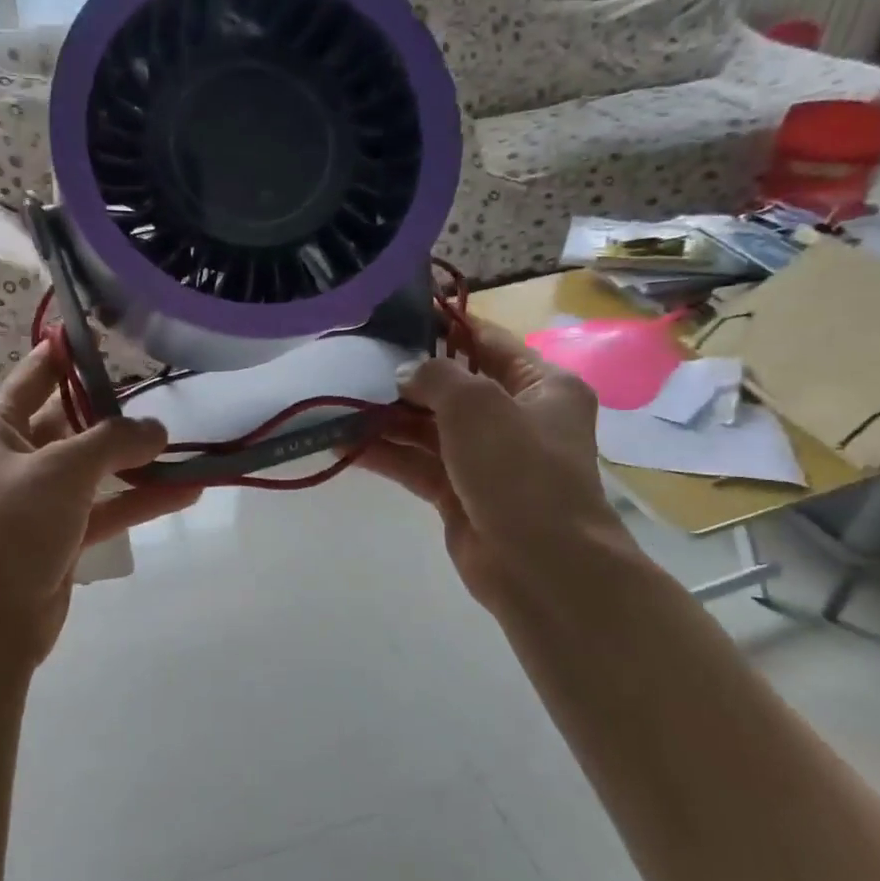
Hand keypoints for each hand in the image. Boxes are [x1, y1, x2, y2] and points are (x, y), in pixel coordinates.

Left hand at [0, 344, 202, 668]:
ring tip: (188, 445)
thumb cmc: (9, 529)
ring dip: (137, 461)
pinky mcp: (59, 537)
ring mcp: (37, 500)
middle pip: (72, 421)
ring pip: (94, 468)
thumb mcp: (61, 471)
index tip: (113, 332)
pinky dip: (139, 500)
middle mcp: (13, 457)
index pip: (38, 374)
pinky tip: (185, 491)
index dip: (72, 352)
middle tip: (170, 394)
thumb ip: (113, 441)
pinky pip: (104, 508)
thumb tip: (157, 429)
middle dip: (117, 412)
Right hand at [360, 319, 632, 613]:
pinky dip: (385, 454)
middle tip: (354, 360)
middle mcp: (515, 417)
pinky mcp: (459, 493)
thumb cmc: (520, 470)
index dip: (444, 325)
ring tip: (339, 402)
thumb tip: (405, 372)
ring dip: (387, 418)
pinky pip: (417, 463)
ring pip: (428, 427)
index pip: (487, 341)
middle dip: (405, 377)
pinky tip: (344, 444)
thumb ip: (436, 376)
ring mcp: (485, 459)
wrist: (540, 565)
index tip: (397, 315)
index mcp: (541, 386)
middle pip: (452, 386)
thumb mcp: (478, 405)